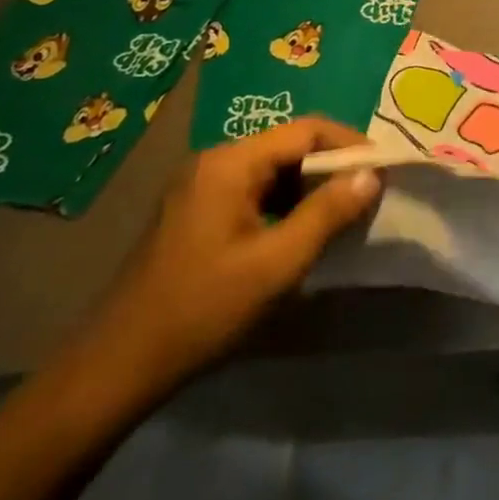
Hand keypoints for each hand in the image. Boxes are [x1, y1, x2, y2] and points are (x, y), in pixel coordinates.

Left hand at [72, 118, 380, 393]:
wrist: (115, 369)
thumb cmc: (201, 310)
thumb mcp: (276, 264)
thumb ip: (328, 214)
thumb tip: (372, 175)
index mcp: (230, 163)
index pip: (307, 130)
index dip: (351, 145)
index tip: (383, 170)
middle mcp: (214, 162)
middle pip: (289, 146)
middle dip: (333, 167)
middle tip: (369, 195)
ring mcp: (201, 187)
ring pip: (274, 170)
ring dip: (311, 187)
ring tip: (344, 214)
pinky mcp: (196, 213)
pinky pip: (254, 191)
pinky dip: (286, 203)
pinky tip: (301, 232)